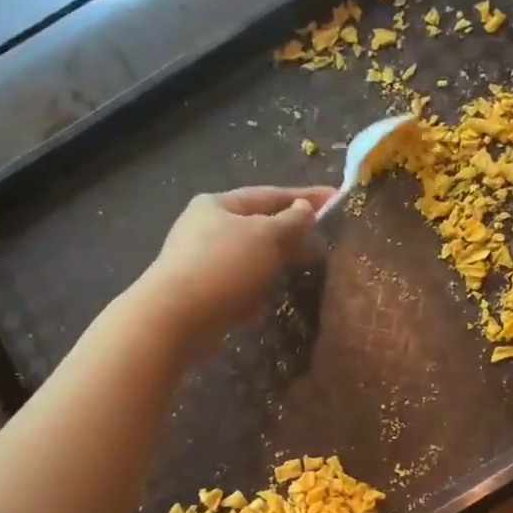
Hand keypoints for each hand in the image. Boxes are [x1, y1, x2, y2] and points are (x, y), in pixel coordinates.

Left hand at [136, 185, 335, 353]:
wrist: (176, 317)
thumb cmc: (224, 266)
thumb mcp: (265, 236)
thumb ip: (290, 222)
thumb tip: (304, 209)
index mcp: (218, 204)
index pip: (270, 194)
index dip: (305, 197)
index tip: (336, 198)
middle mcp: (206, 228)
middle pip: (258, 225)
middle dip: (290, 232)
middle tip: (323, 237)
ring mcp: (201, 261)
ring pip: (250, 257)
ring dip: (274, 263)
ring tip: (302, 269)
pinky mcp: (202, 293)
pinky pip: (238, 285)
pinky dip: (256, 289)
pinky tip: (268, 300)